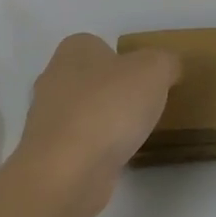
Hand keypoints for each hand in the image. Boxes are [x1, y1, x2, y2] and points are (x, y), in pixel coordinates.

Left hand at [9, 34, 181, 216]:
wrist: (68, 171)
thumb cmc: (109, 107)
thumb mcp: (154, 70)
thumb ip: (165, 62)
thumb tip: (168, 68)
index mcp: (73, 50)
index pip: (99, 45)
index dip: (125, 60)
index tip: (147, 80)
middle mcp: (53, 78)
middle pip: (91, 79)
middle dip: (115, 92)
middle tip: (145, 106)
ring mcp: (47, 119)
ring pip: (84, 112)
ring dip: (105, 122)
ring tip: (134, 136)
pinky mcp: (50, 154)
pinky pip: (80, 144)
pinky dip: (97, 150)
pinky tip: (116, 159)